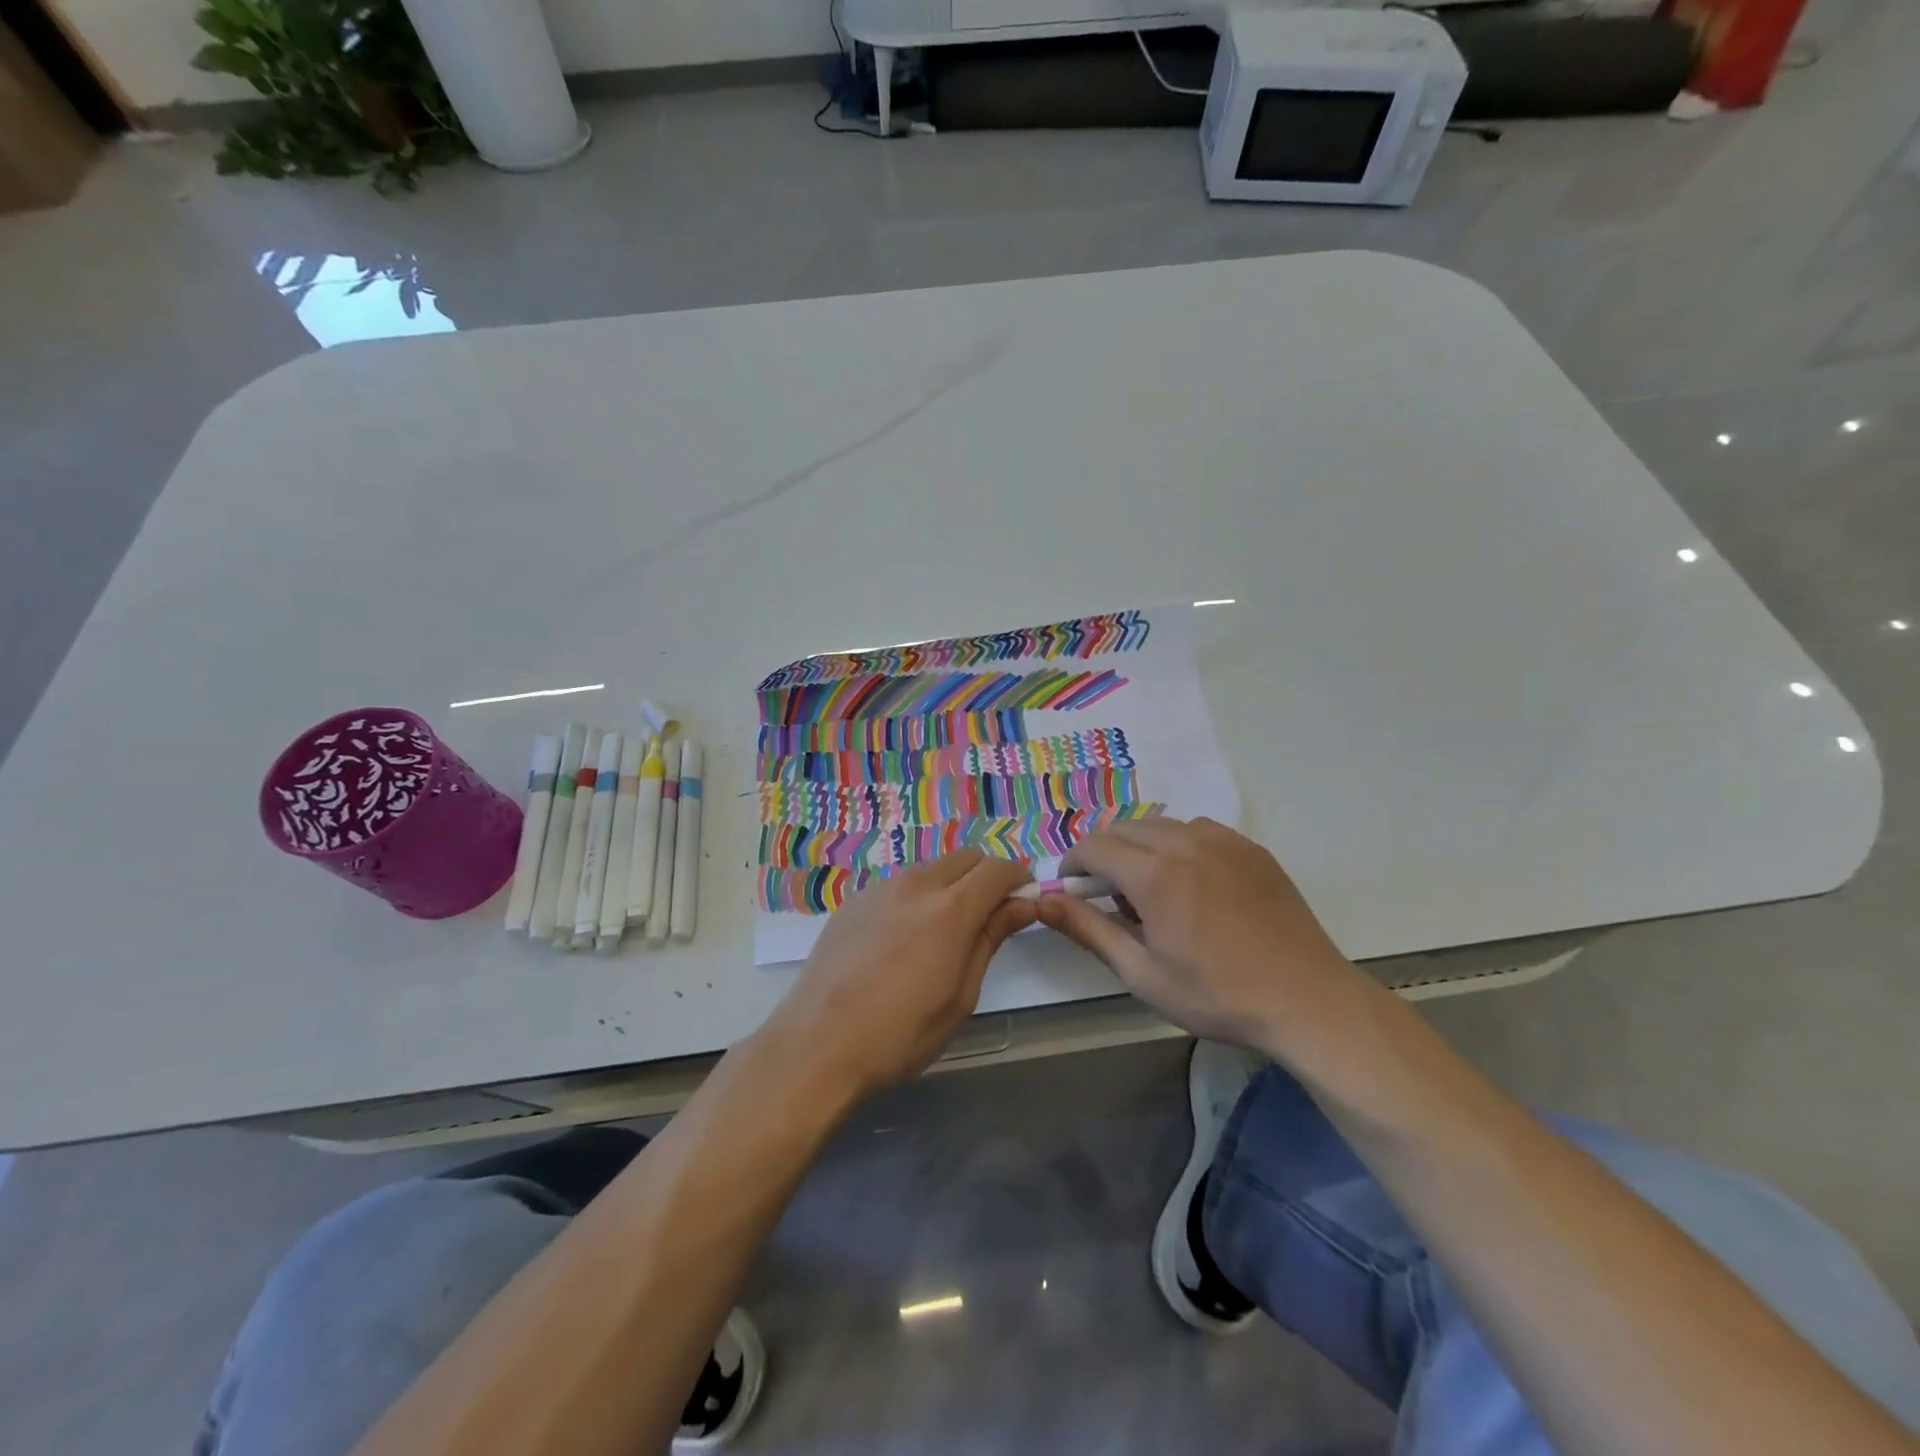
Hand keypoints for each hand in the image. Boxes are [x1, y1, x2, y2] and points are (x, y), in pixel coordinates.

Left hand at [762, 851, 1034, 1103]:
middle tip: (991, 915)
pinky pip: (899, 884)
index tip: (1027, 901)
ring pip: (931, 868)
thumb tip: (1022, 905)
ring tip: (946, 929)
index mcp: (950, 909)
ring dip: (951, 884)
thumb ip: (991, 939)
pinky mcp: (853, 901)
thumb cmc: (900, 1034)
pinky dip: (918, 895)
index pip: (998, 869)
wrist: (817, 1045)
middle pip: (965, 858)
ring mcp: (880, 889)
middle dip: (987, 876)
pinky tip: (905, 937)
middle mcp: (916, 885)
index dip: (1019, 879)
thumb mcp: (960, 996)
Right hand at [1034, 817, 1373, 1060]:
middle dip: (1104, 855)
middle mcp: (1185, 842)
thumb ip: (1087, 929)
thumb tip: (1041, 901)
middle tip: (1112, 900)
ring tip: (1154, 893)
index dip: (1073, 865)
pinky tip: (1193, 885)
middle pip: (1123, 828)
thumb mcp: (1141, 973)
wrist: (1306, 1000)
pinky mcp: (1250, 847)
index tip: (1072, 891)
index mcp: (1154, 874)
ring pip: (1160, 825)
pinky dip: (1178, 846)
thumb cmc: (1217, 995)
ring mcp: (1222, 840)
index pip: (1093, 846)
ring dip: (1141, 848)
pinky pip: (1197, 830)